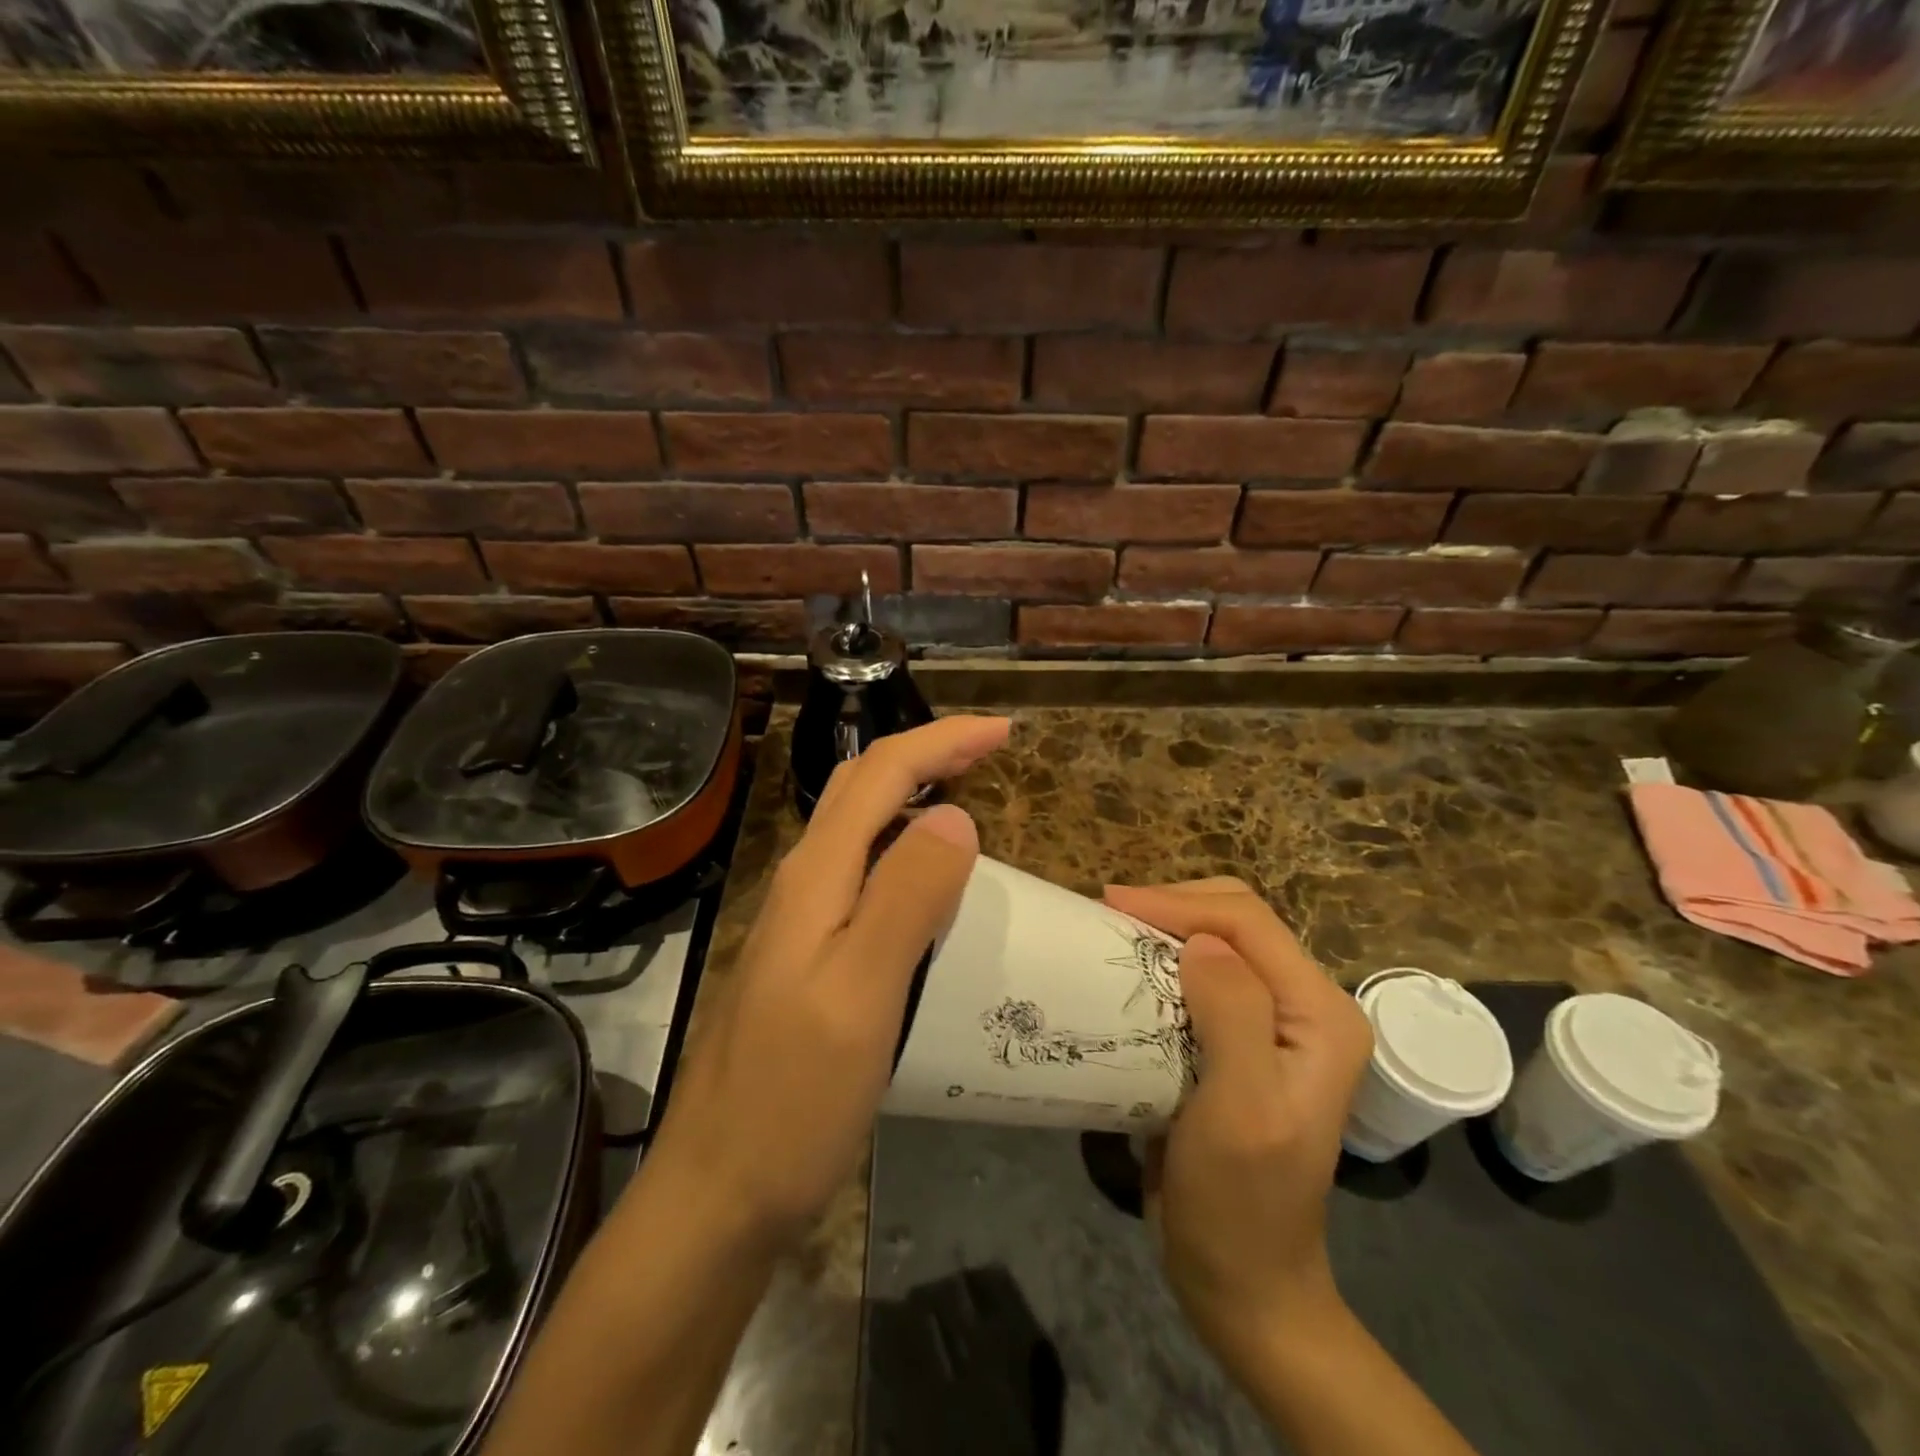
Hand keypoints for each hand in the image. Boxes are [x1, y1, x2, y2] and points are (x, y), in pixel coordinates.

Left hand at [646, 715, 1010, 1248]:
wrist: (718, 1192)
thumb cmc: (791, 1099)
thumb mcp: (860, 995)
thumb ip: (905, 898)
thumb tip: (955, 815)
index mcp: (816, 877)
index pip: (882, 774)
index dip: (943, 740)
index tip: (1004, 731)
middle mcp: (803, 883)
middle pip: (863, 786)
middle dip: (928, 752)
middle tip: (990, 751)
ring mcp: (800, 921)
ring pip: (859, 826)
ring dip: (912, 791)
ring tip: (967, 794)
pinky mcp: (807, 956)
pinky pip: (861, 872)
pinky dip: (902, 845)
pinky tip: (927, 878)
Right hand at [1102, 879, 1372, 1370]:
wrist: (1242, 1281)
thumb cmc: (1241, 1203)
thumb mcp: (1241, 1111)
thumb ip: (1233, 1016)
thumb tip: (1200, 942)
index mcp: (1321, 1013)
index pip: (1249, 924)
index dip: (1179, 904)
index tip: (1110, 904)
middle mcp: (1303, 1006)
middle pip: (1236, 921)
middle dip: (1172, 907)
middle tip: (1109, 916)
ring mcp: (1272, 1023)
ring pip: (1216, 943)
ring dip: (1164, 931)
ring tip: (1111, 934)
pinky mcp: (1239, 1040)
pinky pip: (1200, 977)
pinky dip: (1161, 963)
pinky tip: (1128, 971)